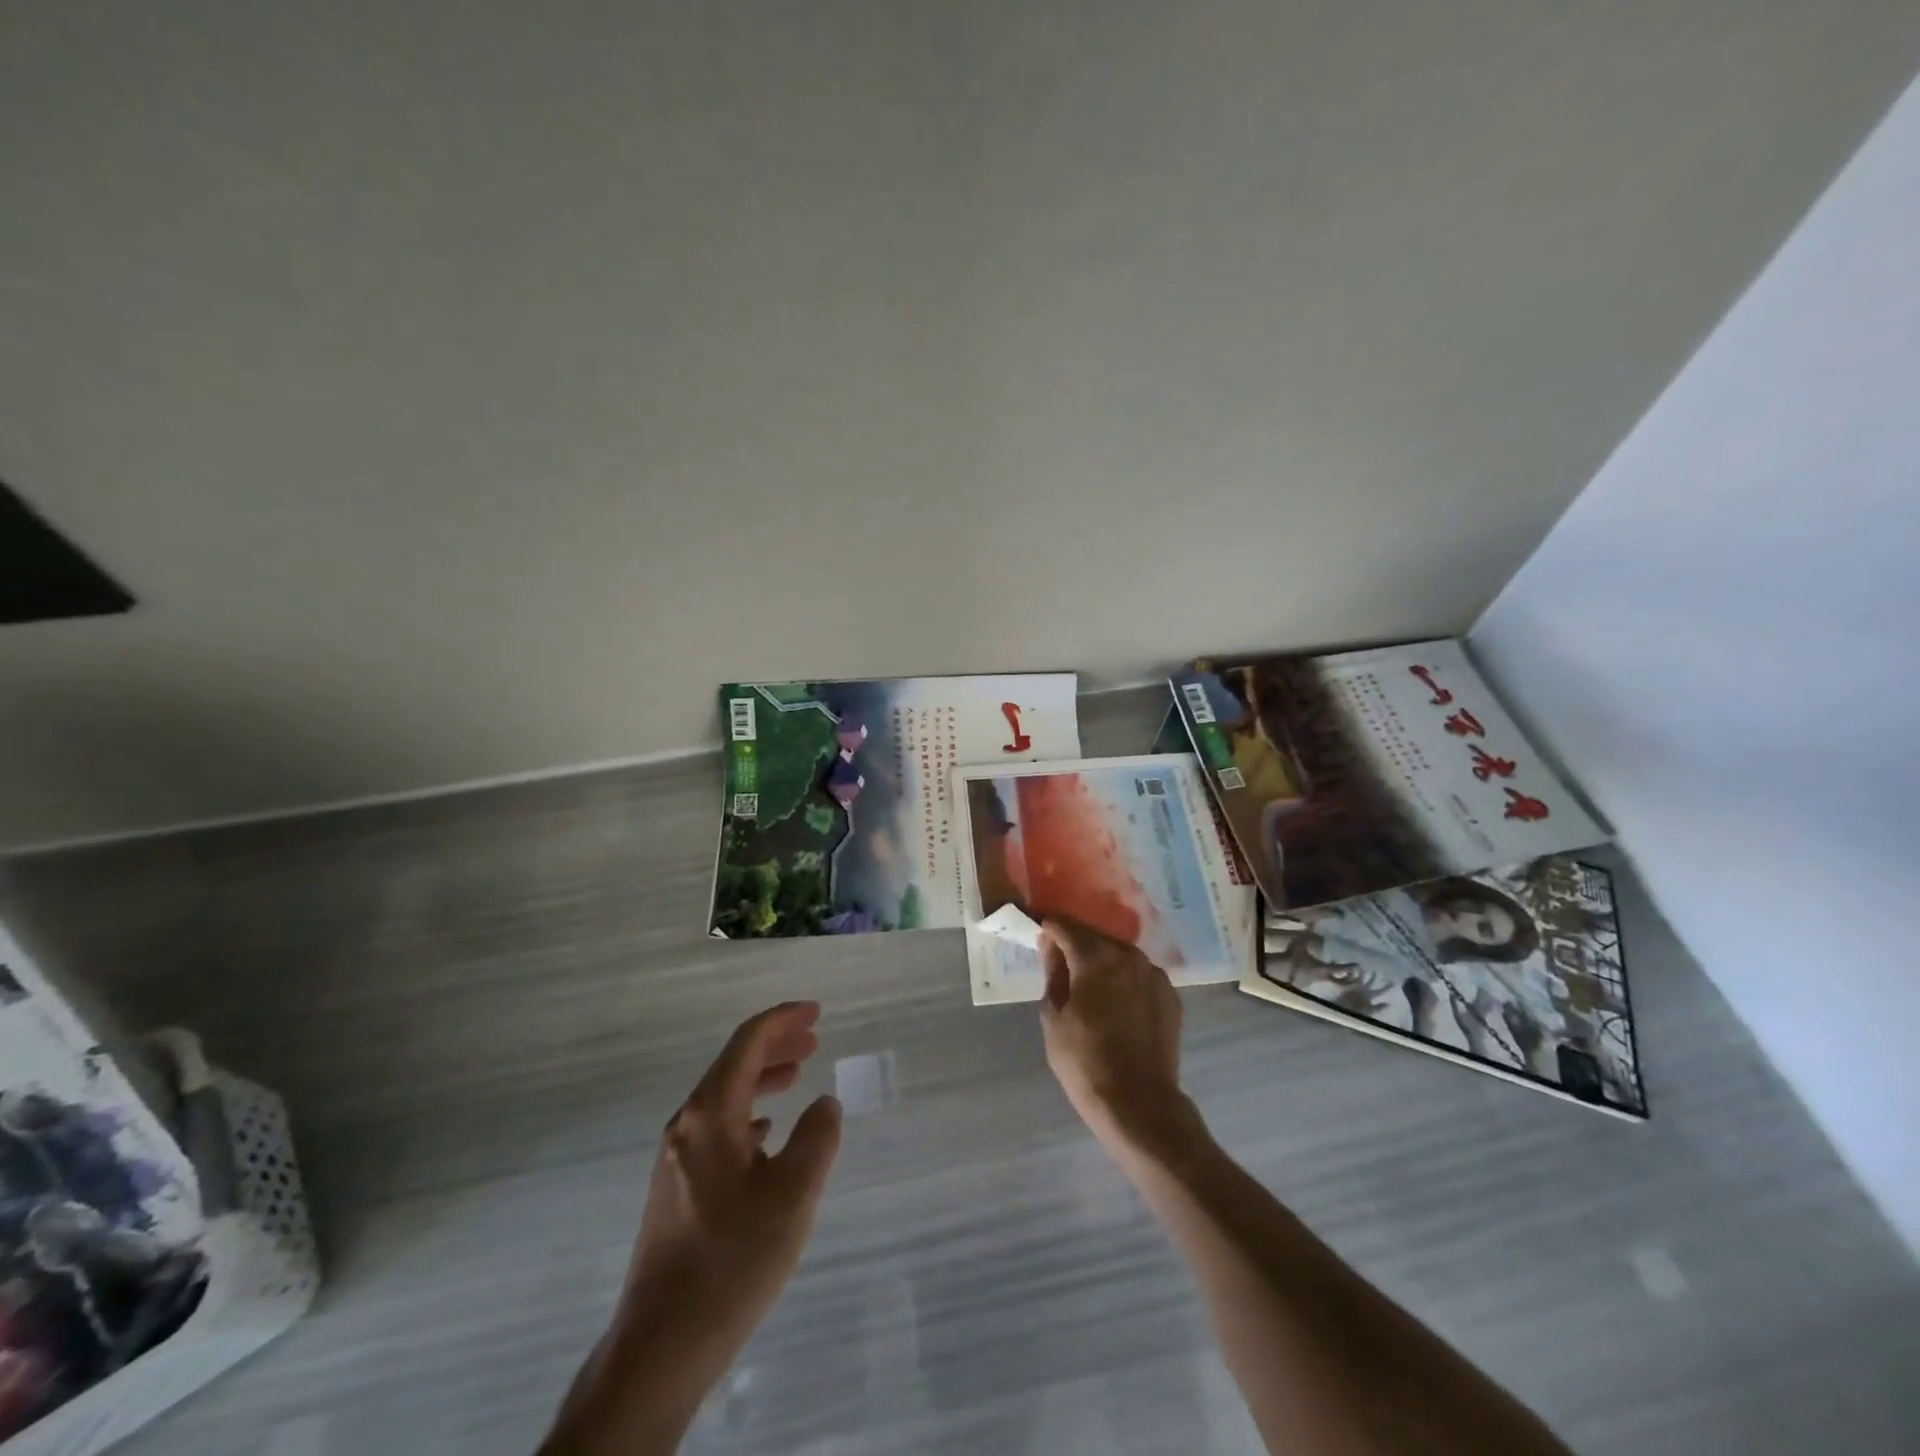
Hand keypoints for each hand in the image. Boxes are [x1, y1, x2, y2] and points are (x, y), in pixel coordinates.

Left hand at [546, 1003, 840, 1453]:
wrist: (660, 1346)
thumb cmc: (732, 1259)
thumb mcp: (793, 1193)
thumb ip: (818, 1136)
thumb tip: (823, 1104)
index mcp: (710, 1113)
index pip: (747, 1043)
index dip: (783, 1020)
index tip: (816, 1011)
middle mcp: (687, 1125)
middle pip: (733, 1065)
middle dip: (775, 1045)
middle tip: (814, 1039)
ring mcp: (676, 1159)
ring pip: (725, 1097)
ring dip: (763, 1079)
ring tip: (798, 1076)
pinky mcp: (676, 1190)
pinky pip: (718, 1129)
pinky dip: (749, 1113)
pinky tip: (766, 1133)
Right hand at [1038, 920, 1201, 1167]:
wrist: (1139, 1103)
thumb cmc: (1085, 1062)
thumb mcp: (1054, 1017)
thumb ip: (1053, 974)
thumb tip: (1051, 947)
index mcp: (1095, 957)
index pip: (1065, 926)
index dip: (1049, 926)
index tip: (1037, 932)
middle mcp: (1128, 955)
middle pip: (1095, 936)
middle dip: (1075, 943)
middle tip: (1059, 960)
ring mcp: (1154, 974)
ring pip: (1120, 954)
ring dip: (1102, 960)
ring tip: (1089, 982)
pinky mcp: (1170, 995)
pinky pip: (1140, 975)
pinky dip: (1125, 979)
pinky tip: (1116, 1001)